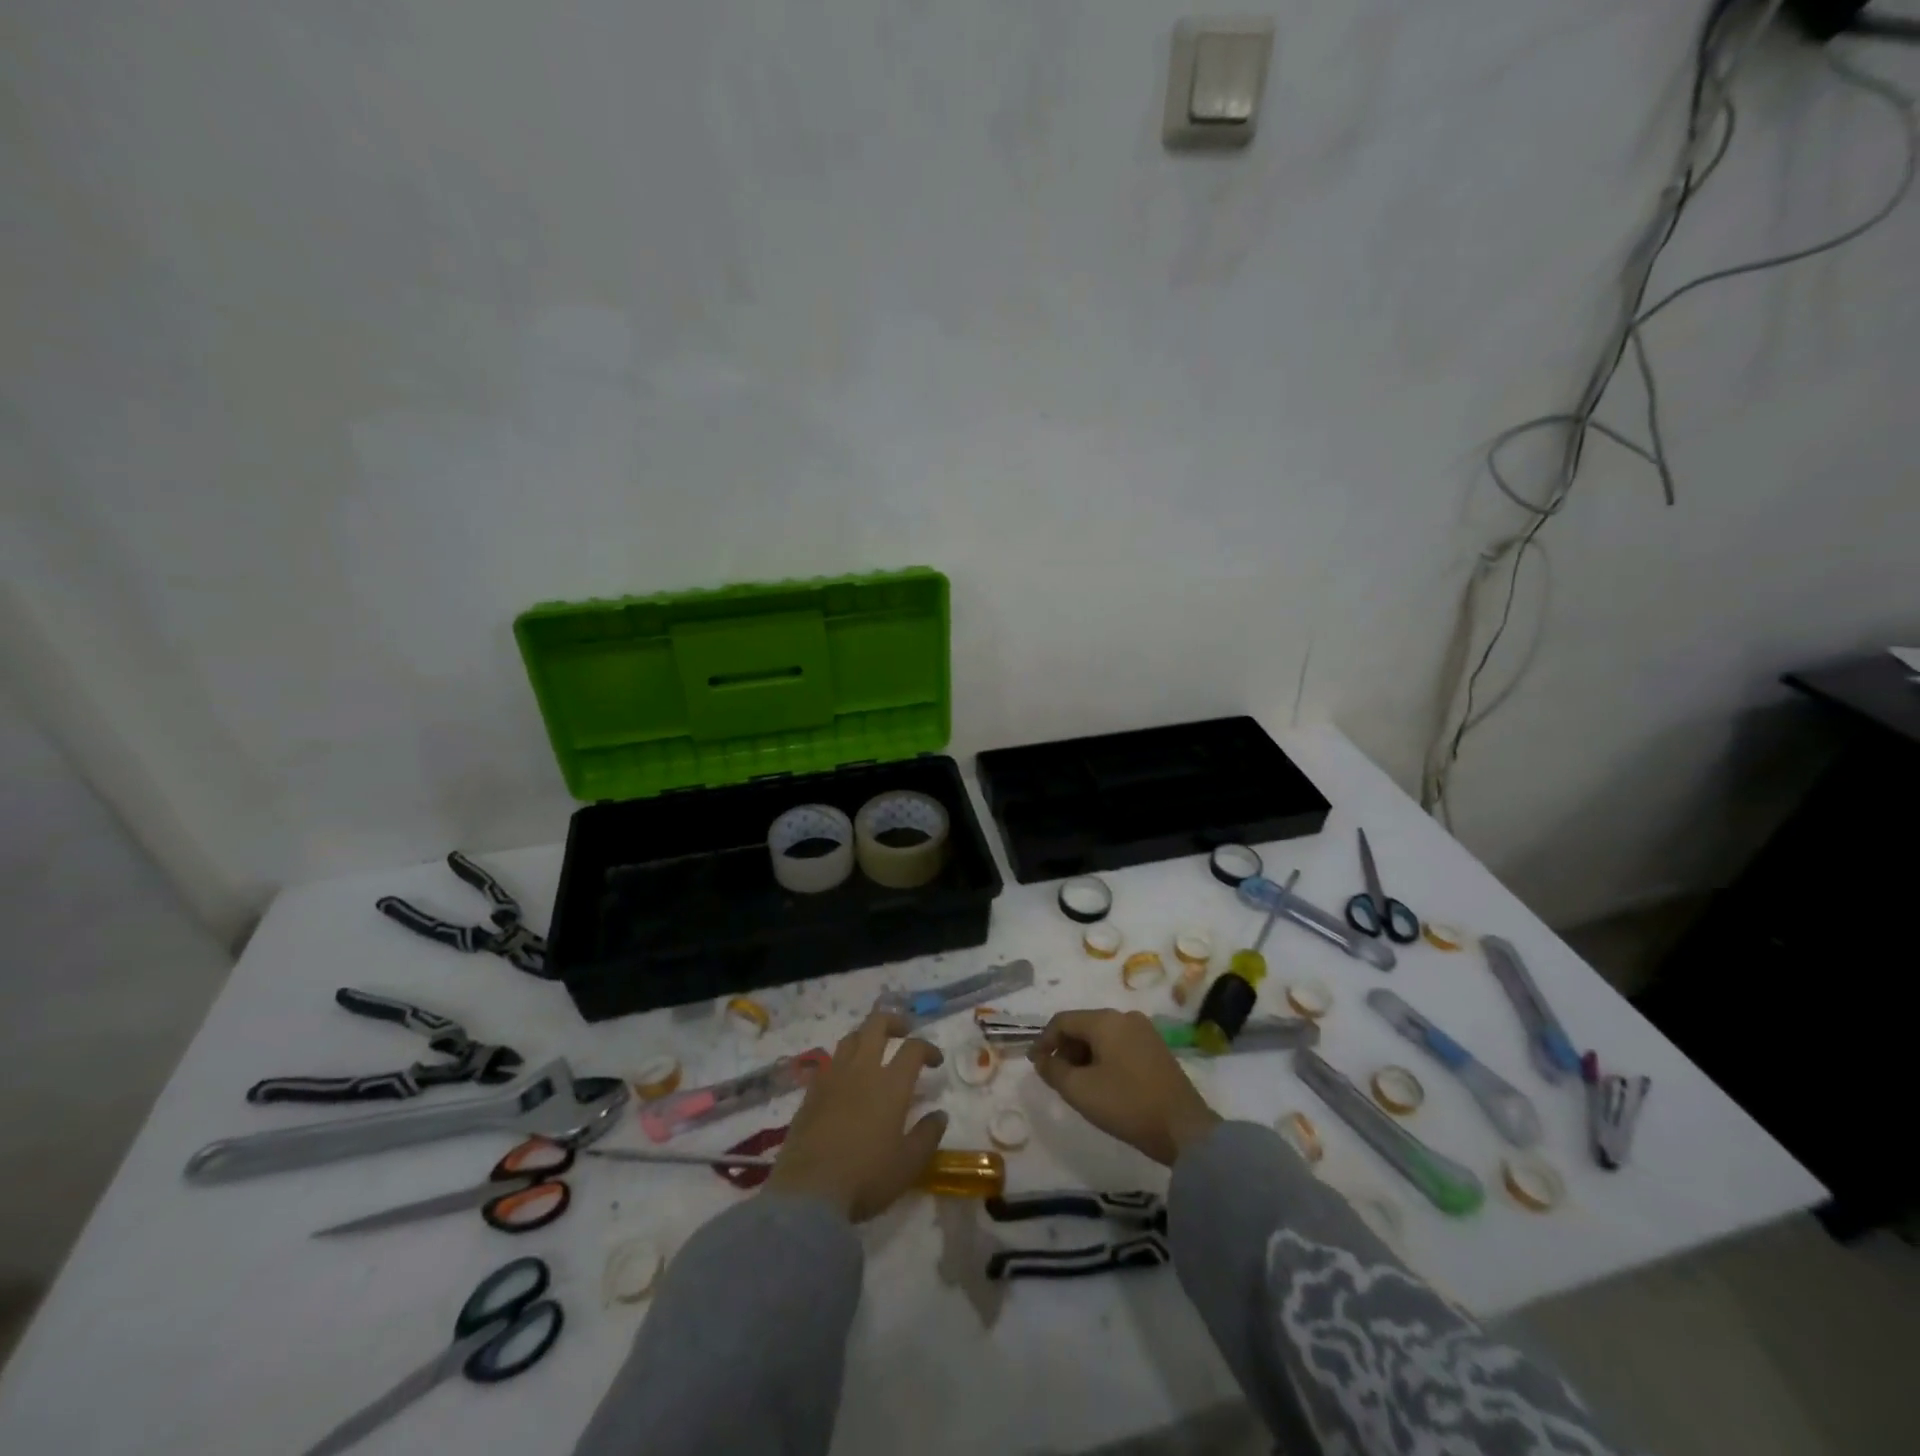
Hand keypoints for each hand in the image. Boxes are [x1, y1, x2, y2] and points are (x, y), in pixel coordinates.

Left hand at [765, 1011, 946, 1221]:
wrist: (808, 1193)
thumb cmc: (866, 1177)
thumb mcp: (908, 1164)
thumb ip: (928, 1135)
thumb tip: (940, 1114)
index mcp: (891, 1084)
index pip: (913, 1048)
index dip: (927, 1048)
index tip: (935, 1061)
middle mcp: (862, 1070)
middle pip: (876, 1024)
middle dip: (894, 1022)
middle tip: (904, 1033)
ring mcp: (832, 1077)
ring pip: (850, 1038)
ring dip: (866, 1036)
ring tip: (874, 1051)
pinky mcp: (810, 1092)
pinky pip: (829, 1062)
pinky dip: (842, 1061)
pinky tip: (845, 1079)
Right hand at [1029, 1009, 1220, 1166]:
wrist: (1184, 1129)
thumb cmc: (1127, 1104)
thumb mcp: (1080, 1090)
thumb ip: (1053, 1071)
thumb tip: (1041, 1059)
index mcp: (1106, 1020)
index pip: (1063, 1021)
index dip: (1044, 1041)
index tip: (1034, 1064)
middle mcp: (1125, 1017)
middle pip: (1083, 1026)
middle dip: (1065, 1049)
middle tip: (1056, 1077)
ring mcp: (1145, 1032)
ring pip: (1102, 1036)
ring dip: (1084, 1055)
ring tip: (1078, 1084)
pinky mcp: (1156, 1049)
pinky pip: (1119, 1045)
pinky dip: (1104, 1059)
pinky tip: (1102, 1084)